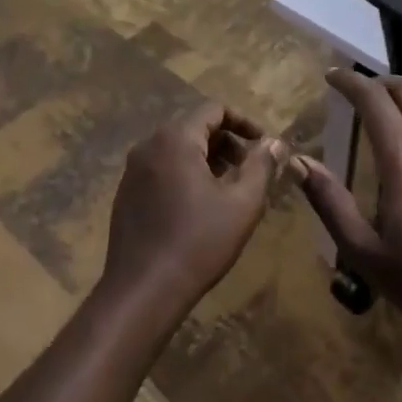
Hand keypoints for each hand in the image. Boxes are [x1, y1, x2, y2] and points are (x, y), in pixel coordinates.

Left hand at [103, 102, 286, 313]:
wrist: (142, 292)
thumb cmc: (198, 242)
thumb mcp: (242, 204)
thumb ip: (262, 166)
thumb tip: (275, 143)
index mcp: (176, 138)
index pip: (214, 109)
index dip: (244, 121)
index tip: (264, 144)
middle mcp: (149, 145)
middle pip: (195, 126)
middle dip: (227, 142)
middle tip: (251, 168)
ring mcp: (133, 170)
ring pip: (177, 149)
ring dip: (207, 159)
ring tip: (230, 188)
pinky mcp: (126, 194)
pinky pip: (162, 169)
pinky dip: (186, 173)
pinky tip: (200, 206)